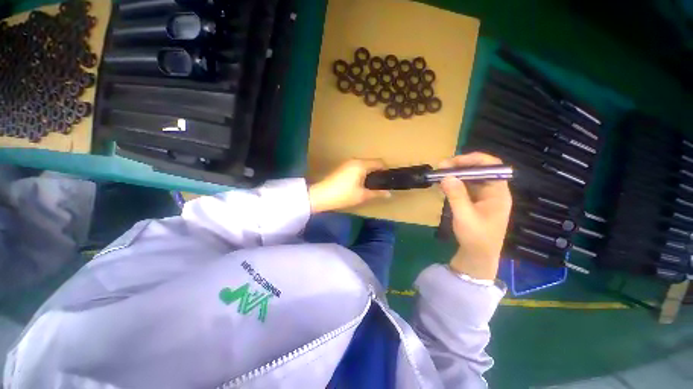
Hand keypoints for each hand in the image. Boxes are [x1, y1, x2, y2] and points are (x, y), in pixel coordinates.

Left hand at [308, 159, 390, 212]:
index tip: (390, 179)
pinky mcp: (341, 168)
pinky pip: (356, 168)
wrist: (321, 196)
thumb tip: (389, 194)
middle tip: (382, 184)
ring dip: (369, 173)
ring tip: (372, 185)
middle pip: (371, 163)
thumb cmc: (343, 195)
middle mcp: (355, 160)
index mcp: (361, 165)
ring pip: (363, 165)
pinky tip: (360, 184)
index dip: (387, 170)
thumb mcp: (362, 196)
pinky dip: (361, 173)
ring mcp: (347, 163)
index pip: (379, 162)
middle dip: (378, 172)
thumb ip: (377, 193)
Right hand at [439, 153, 512, 279]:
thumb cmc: (476, 238)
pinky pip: (465, 187)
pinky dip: (454, 183)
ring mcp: (484, 196)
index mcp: (498, 193)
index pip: (492, 167)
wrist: (478, 256)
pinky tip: (443, 184)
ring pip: (471, 178)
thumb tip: (446, 176)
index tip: (454, 161)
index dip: (474, 160)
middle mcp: (493, 191)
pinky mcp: (475, 202)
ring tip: (440, 173)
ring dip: (456, 174)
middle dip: (461, 166)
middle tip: (441, 166)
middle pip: (480, 170)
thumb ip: (456, 196)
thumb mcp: (464, 216)